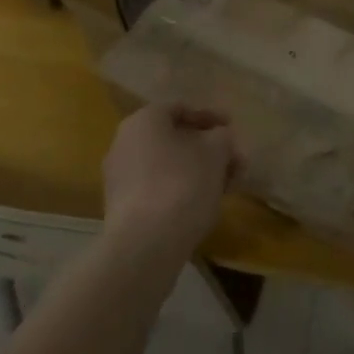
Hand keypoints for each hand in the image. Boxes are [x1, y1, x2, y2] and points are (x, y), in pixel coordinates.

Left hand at [101, 104, 237, 260]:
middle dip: (207, 149)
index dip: (211, 116)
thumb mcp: (215, 153)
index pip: (180, 108)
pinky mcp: (122, 206)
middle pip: (174, 138)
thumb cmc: (182, 185)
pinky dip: (180, 190)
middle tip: (233, 162)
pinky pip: (156, 187)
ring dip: (197, 171)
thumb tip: (219, 138)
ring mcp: (120, 176)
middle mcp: (125, 142)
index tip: (232, 128)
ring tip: (224, 187)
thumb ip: (222, 137)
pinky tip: (202, 205)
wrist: (145, 245)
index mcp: (144, 120)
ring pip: (167, 165)